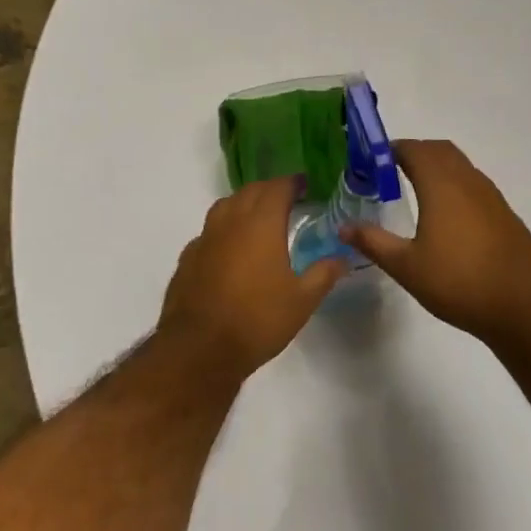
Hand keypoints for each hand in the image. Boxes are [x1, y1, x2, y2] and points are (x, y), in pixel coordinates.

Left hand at [159, 176, 345, 380]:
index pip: (278, 188)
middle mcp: (231, 221)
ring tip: (258, 219)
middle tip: (286, 200)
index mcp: (261, 223)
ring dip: (244, 204)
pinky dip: (224, 229)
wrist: (200, 348)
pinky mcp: (188, 257)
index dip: (292, 183)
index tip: (304, 185)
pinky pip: (209, 231)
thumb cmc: (257, 320)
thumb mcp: (302, 300)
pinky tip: (230, 249)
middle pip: (250, 191)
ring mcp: (205, 237)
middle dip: (269, 190)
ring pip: (225, 206)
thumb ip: (323, 274)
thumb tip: (342, 258)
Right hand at [342, 140, 530, 347]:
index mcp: (441, 185)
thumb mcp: (407, 267)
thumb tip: (343, 227)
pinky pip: (474, 184)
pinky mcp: (505, 213)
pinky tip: (448, 216)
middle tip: (389, 171)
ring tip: (416, 190)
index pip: (413, 149)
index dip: (391, 150)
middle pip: (439, 150)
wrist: (523, 307)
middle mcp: (467, 181)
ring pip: (460, 165)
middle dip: (414, 152)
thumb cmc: (459, 283)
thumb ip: (373, 242)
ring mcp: (491, 196)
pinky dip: (455, 184)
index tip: (371, 162)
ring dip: (437, 166)